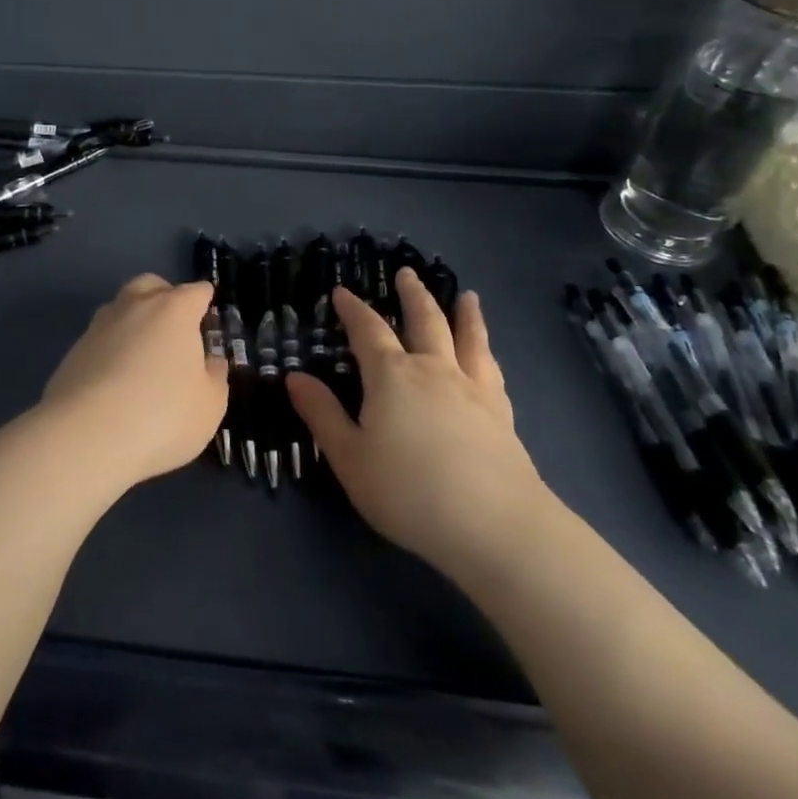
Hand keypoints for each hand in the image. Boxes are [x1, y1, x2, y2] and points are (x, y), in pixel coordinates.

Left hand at [35, 274, 228, 490]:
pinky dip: (111, 349)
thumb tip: (210, 361)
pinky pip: (100, 339)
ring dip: (134, 321)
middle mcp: (135, 306)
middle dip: (164, 296)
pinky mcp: (74, 350)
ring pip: (121, 308)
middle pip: (151, 285)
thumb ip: (214, 376)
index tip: (208, 315)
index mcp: (174, 310)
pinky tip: (115, 379)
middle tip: (174, 328)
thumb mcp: (210, 405)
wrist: (87, 435)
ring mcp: (99, 325)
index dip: (205, 301)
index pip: (196, 291)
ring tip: (143, 356)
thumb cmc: (163, 415)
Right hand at [288, 268, 555, 579]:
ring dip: (464, 314)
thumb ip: (322, 414)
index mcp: (392, 375)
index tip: (342, 292)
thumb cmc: (408, 490)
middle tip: (407, 273)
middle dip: (412, 295)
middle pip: (424, 320)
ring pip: (467, 338)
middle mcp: (433, 370)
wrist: (494, 525)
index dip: (353, 309)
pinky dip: (487, 352)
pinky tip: (489, 354)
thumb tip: (294, 377)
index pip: (368, 330)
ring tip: (467, 296)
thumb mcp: (350, 457)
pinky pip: (492, 370)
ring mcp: (472, 389)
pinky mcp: (502, 414)